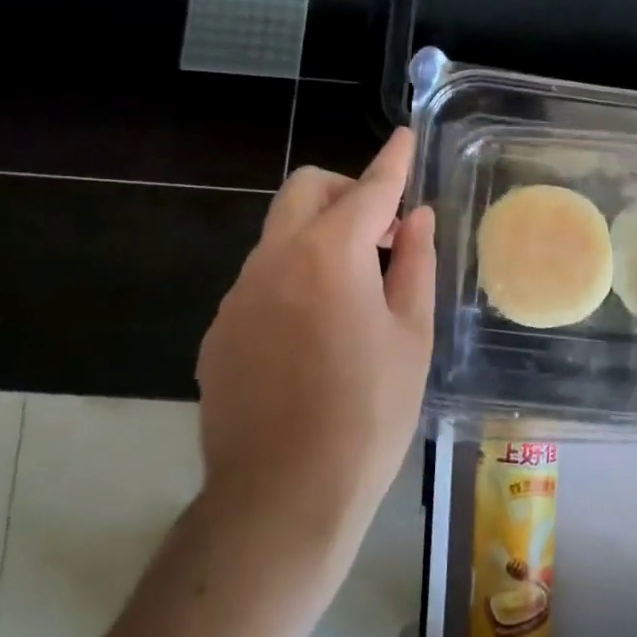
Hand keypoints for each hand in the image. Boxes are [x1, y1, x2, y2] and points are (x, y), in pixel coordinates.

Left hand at [194, 129, 435, 602]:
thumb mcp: (410, 337)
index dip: (392, 161)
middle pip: (305, 191)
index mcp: (328, 256)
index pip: (368, 189)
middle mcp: (274, 261)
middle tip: (383, 233)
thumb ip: (414, 265)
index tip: (404, 137)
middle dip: (346, 192)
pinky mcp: (220, 332)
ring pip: (281, 235)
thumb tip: (417, 218)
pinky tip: (315, 335)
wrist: (282, 499)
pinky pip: (262, 281)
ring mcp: (238, 297)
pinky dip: (294, 279)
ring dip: (321, 238)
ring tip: (355, 293)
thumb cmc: (368, 416)